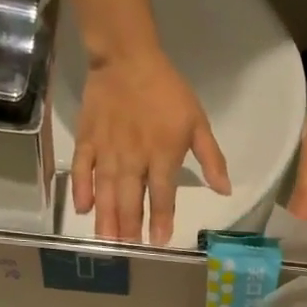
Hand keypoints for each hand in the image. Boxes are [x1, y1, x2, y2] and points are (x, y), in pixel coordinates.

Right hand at [73, 50, 230, 244]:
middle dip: (129, 227)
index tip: (159, 242)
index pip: (162, 195)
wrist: (127, 57)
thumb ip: (212, 159)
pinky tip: (82, 209)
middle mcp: (133, 158)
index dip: (161, 220)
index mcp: (162, 154)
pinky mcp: (87, 139)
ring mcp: (107, 149)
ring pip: (106, 190)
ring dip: (106, 218)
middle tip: (128, 249)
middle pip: (130, 199)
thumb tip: (225, 190)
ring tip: (106, 241)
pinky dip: (81, 189)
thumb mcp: (198, 122)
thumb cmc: (167, 91)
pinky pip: (82, 169)